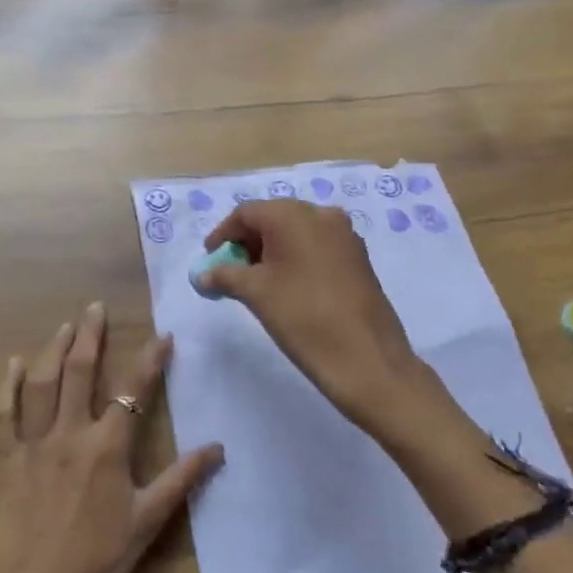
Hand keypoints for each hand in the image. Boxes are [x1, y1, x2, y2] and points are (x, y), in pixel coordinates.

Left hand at [0, 302, 223, 572]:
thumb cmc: (98, 565)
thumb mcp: (148, 523)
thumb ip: (182, 479)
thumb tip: (219, 447)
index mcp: (107, 447)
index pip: (133, 390)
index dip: (150, 359)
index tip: (163, 335)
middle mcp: (69, 433)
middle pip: (79, 370)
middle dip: (90, 334)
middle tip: (95, 307)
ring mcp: (32, 444)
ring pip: (42, 382)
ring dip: (54, 348)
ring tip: (65, 325)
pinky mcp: (3, 461)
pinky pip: (2, 414)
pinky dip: (8, 386)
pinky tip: (14, 364)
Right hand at [200, 200, 427, 431]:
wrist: (368, 359)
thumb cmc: (303, 317)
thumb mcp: (256, 294)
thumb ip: (225, 276)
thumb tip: (204, 274)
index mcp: (294, 215)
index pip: (247, 213)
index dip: (223, 235)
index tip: (209, 260)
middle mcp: (322, 214)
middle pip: (273, 219)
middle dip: (248, 243)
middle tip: (231, 272)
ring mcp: (345, 235)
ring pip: (297, 233)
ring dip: (272, 251)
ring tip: (256, 283)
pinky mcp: (358, 258)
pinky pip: (317, 247)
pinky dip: (296, 258)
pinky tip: (288, 287)